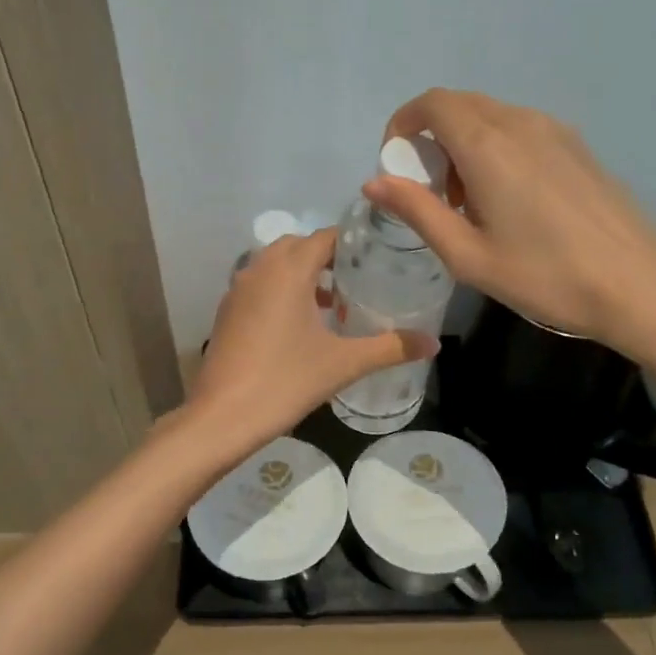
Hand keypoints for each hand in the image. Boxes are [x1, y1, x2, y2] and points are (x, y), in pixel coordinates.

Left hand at [185, 229, 437, 450]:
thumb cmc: (285, 381)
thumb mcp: (343, 363)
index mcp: (288, 270)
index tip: (379, 255)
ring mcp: (238, 289)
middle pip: (298, 245)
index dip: (353, 241)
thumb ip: (390, 348)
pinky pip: (260, 285)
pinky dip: (282, 290)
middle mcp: (260, 269)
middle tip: (359, 280)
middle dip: (328, 257)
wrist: (222, 418)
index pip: (325, 236)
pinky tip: (300, 325)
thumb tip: (433, 344)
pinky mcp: (227, 311)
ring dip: (303, 275)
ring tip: (334, 303)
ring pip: (275, 265)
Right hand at [362, 89, 655, 355]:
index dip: (403, 124)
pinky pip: (521, 130)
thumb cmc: (544, 276)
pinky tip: (512, 201)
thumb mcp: (468, 255)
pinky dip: (497, 149)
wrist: (636, 285)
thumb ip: (417, 211)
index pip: (432, 103)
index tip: (397, 164)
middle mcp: (520, 123)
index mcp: (488, 145)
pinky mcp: (578, 146)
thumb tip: (374, 183)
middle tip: (433, 192)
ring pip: (491, 117)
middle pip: (460, 106)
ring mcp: (555, 130)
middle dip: (433, 139)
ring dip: (465, 145)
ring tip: (472, 203)